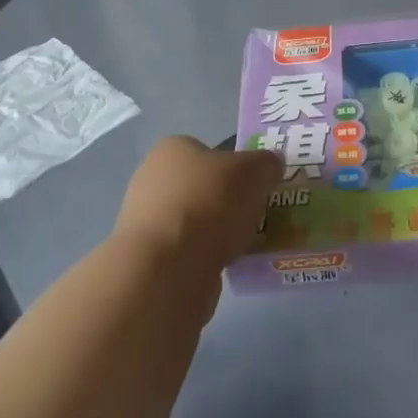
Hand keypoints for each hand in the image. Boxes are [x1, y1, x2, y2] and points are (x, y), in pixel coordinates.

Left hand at [112, 137, 283, 278]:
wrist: (169, 267)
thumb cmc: (210, 202)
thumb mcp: (254, 171)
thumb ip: (266, 163)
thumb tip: (272, 164)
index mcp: (171, 149)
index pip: (207, 150)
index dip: (233, 166)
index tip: (254, 185)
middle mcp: (151, 179)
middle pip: (201, 186)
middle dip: (227, 201)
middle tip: (254, 214)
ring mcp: (146, 221)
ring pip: (195, 220)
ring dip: (217, 231)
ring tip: (246, 243)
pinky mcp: (149, 259)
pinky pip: (188, 251)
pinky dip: (206, 256)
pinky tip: (226, 264)